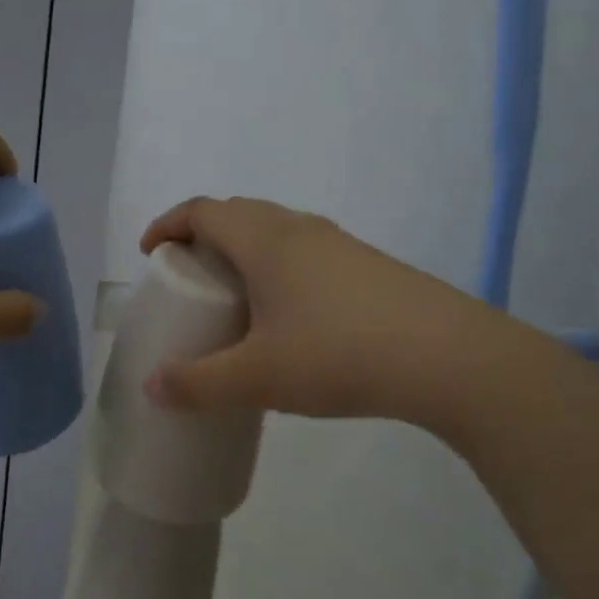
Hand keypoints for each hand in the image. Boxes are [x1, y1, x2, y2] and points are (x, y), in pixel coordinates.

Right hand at [138, 197, 492, 423]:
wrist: (448, 357)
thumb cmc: (338, 353)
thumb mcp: (258, 377)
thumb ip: (199, 383)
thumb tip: (153, 388)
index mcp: (263, 239)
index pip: (202, 210)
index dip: (168, 224)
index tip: (150, 252)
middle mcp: (297, 228)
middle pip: (237, 213)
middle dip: (203, 235)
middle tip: (190, 275)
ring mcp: (338, 243)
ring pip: (275, 230)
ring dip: (245, 250)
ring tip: (236, 296)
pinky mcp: (367, 264)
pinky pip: (305, 250)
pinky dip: (279, 266)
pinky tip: (291, 315)